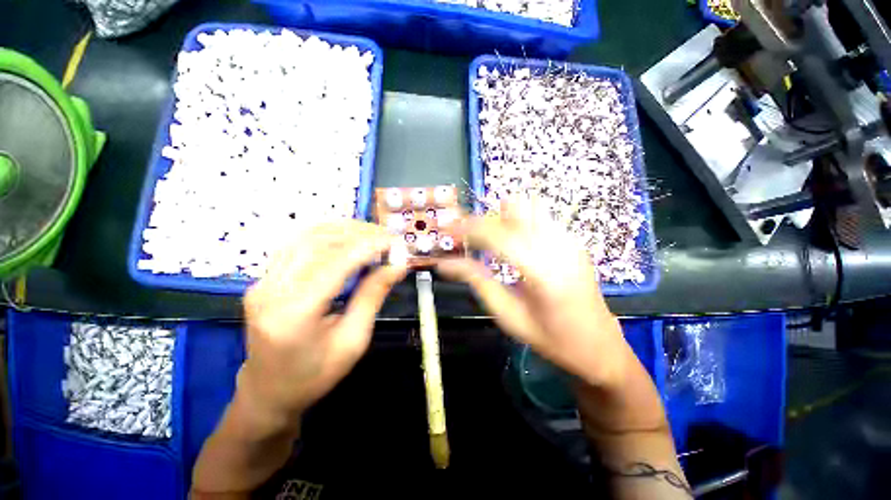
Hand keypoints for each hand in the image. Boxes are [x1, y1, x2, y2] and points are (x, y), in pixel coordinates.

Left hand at [238, 221, 406, 422]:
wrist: (269, 392)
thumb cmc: (315, 375)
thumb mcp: (354, 340)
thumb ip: (373, 296)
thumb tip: (397, 266)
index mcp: (295, 314)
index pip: (336, 263)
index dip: (369, 246)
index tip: (395, 241)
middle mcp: (272, 290)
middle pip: (318, 242)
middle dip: (358, 233)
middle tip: (387, 236)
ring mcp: (263, 282)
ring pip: (305, 237)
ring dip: (342, 229)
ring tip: (371, 233)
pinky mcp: (264, 279)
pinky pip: (296, 244)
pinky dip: (325, 235)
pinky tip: (346, 237)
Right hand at [438, 199, 631, 388]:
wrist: (599, 345)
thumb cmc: (550, 338)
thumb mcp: (507, 315)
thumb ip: (476, 281)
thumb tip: (445, 263)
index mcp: (542, 271)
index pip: (497, 234)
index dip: (467, 228)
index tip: (447, 231)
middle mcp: (559, 246)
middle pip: (512, 210)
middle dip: (482, 219)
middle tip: (464, 236)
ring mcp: (569, 239)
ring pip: (527, 206)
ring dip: (500, 217)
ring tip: (487, 239)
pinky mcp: (572, 240)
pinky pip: (539, 217)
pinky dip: (516, 222)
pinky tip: (510, 244)